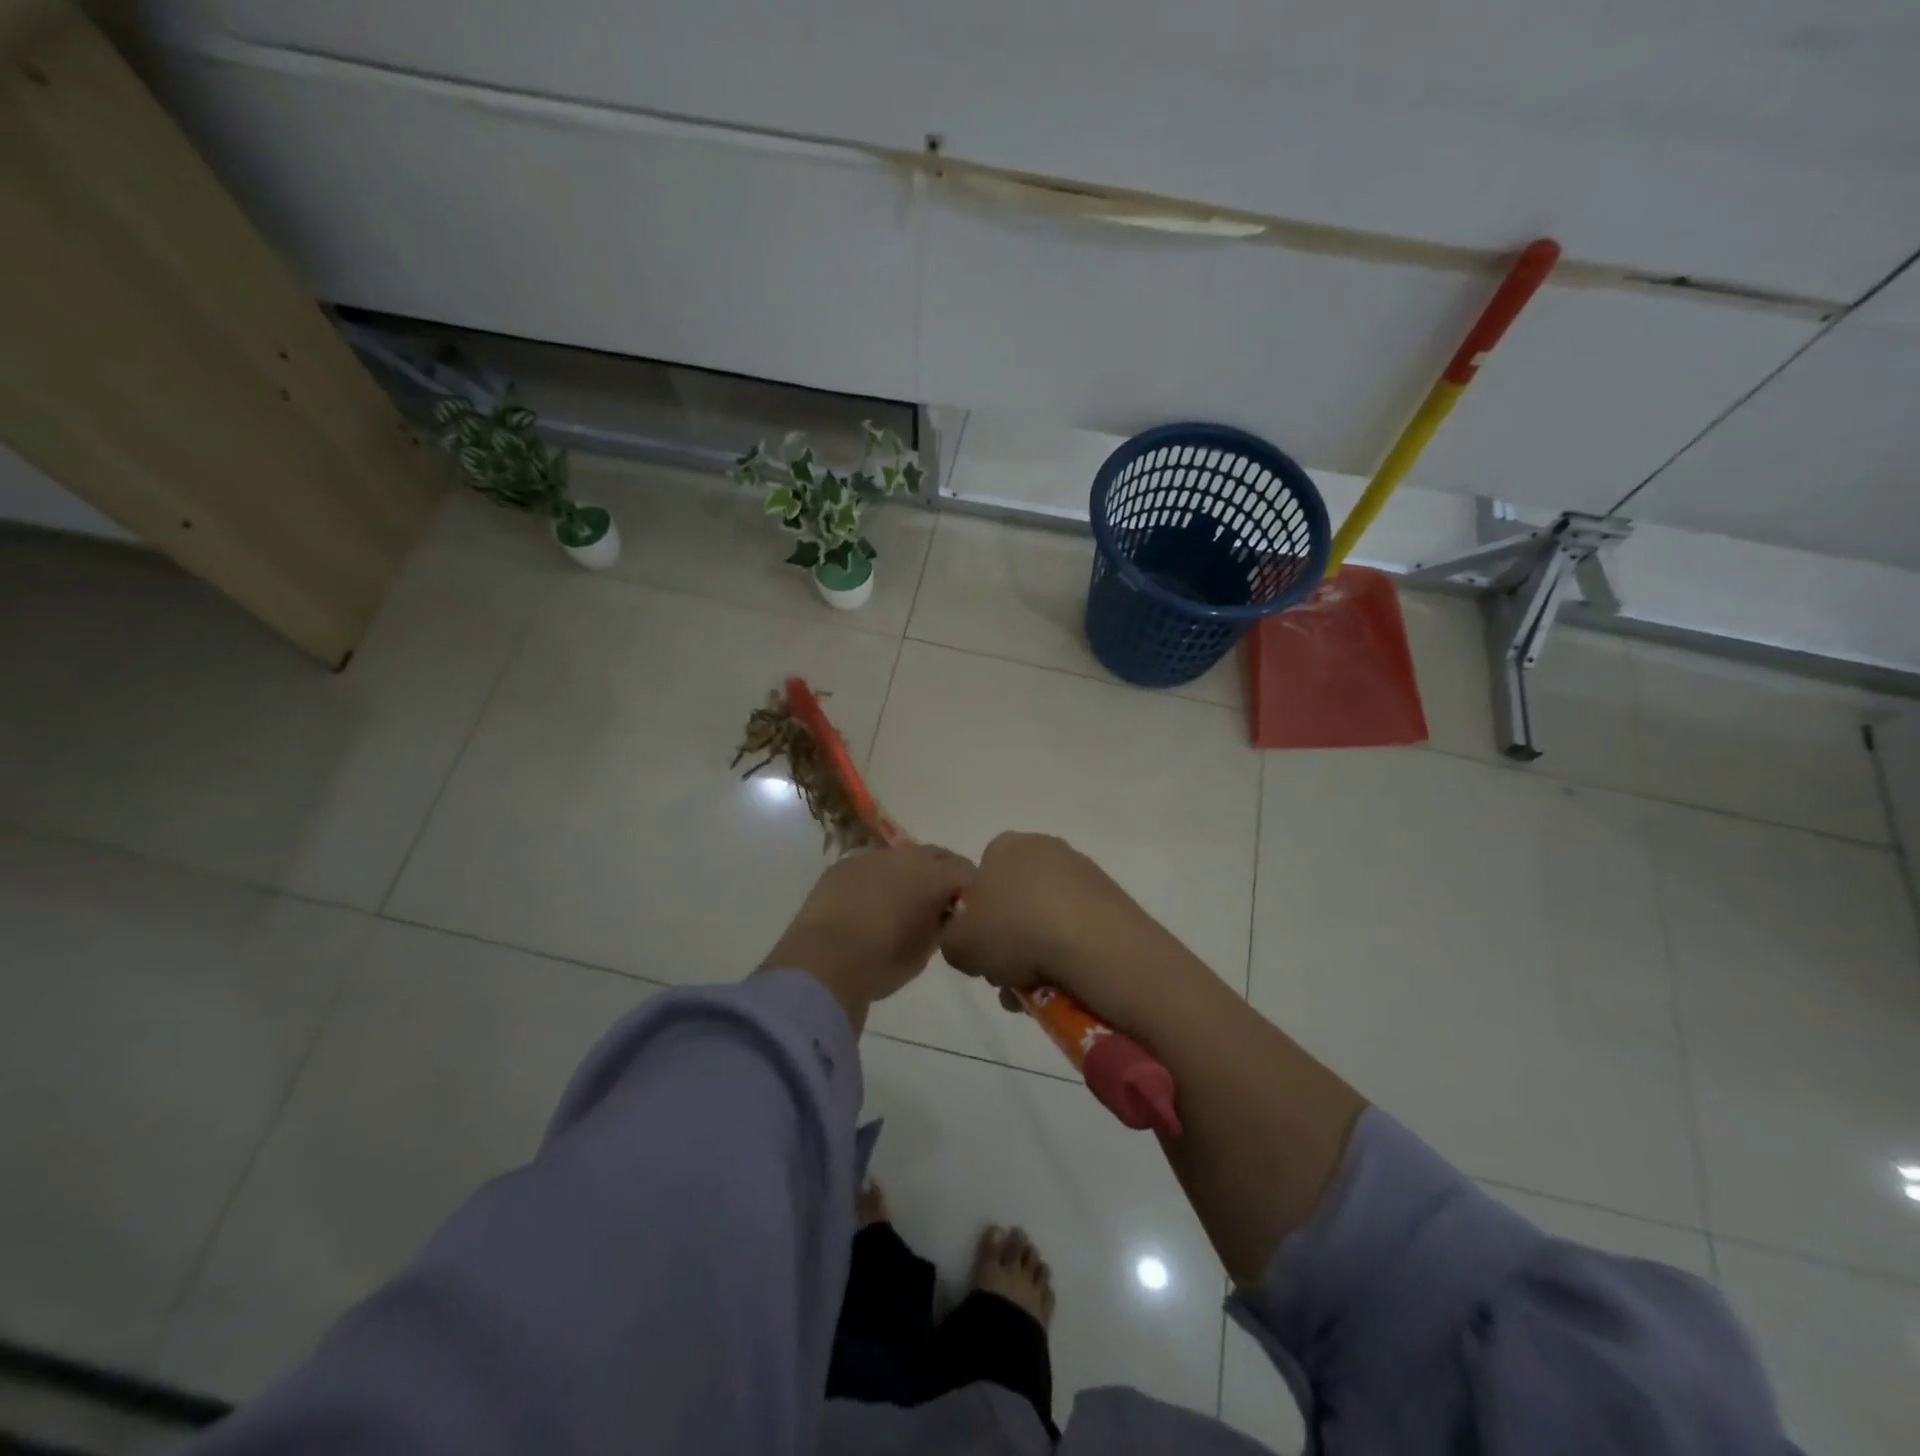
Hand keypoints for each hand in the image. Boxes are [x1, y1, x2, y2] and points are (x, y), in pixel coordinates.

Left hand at [760, 844, 973, 1030]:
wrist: (823, 962)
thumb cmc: (882, 961)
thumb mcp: (925, 949)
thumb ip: (941, 923)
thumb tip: (943, 912)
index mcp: (932, 874)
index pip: (965, 871)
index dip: (969, 889)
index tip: (966, 910)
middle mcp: (905, 856)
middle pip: (935, 856)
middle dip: (941, 874)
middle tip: (938, 904)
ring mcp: (871, 857)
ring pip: (901, 858)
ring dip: (908, 874)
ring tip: (901, 903)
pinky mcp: (843, 866)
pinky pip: (871, 866)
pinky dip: (878, 879)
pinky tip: (869, 903)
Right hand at [939, 832, 1167, 1015]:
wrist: (1094, 944)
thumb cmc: (1015, 931)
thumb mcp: (959, 944)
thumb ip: (952, 939)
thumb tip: (967, 942)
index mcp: (1005, 846)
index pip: (982, 878)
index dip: (976, 918)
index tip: (980, 950)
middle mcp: (1045, 849)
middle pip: (1016, 902)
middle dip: (1008, 941)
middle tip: (1005, 977)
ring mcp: (1083, 873)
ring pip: (1046, 920)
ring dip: (1037, 955)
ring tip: (1034, 994)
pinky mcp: (1112, 900)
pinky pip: (1077, 931)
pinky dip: (1068, 955)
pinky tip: (1064, 985)